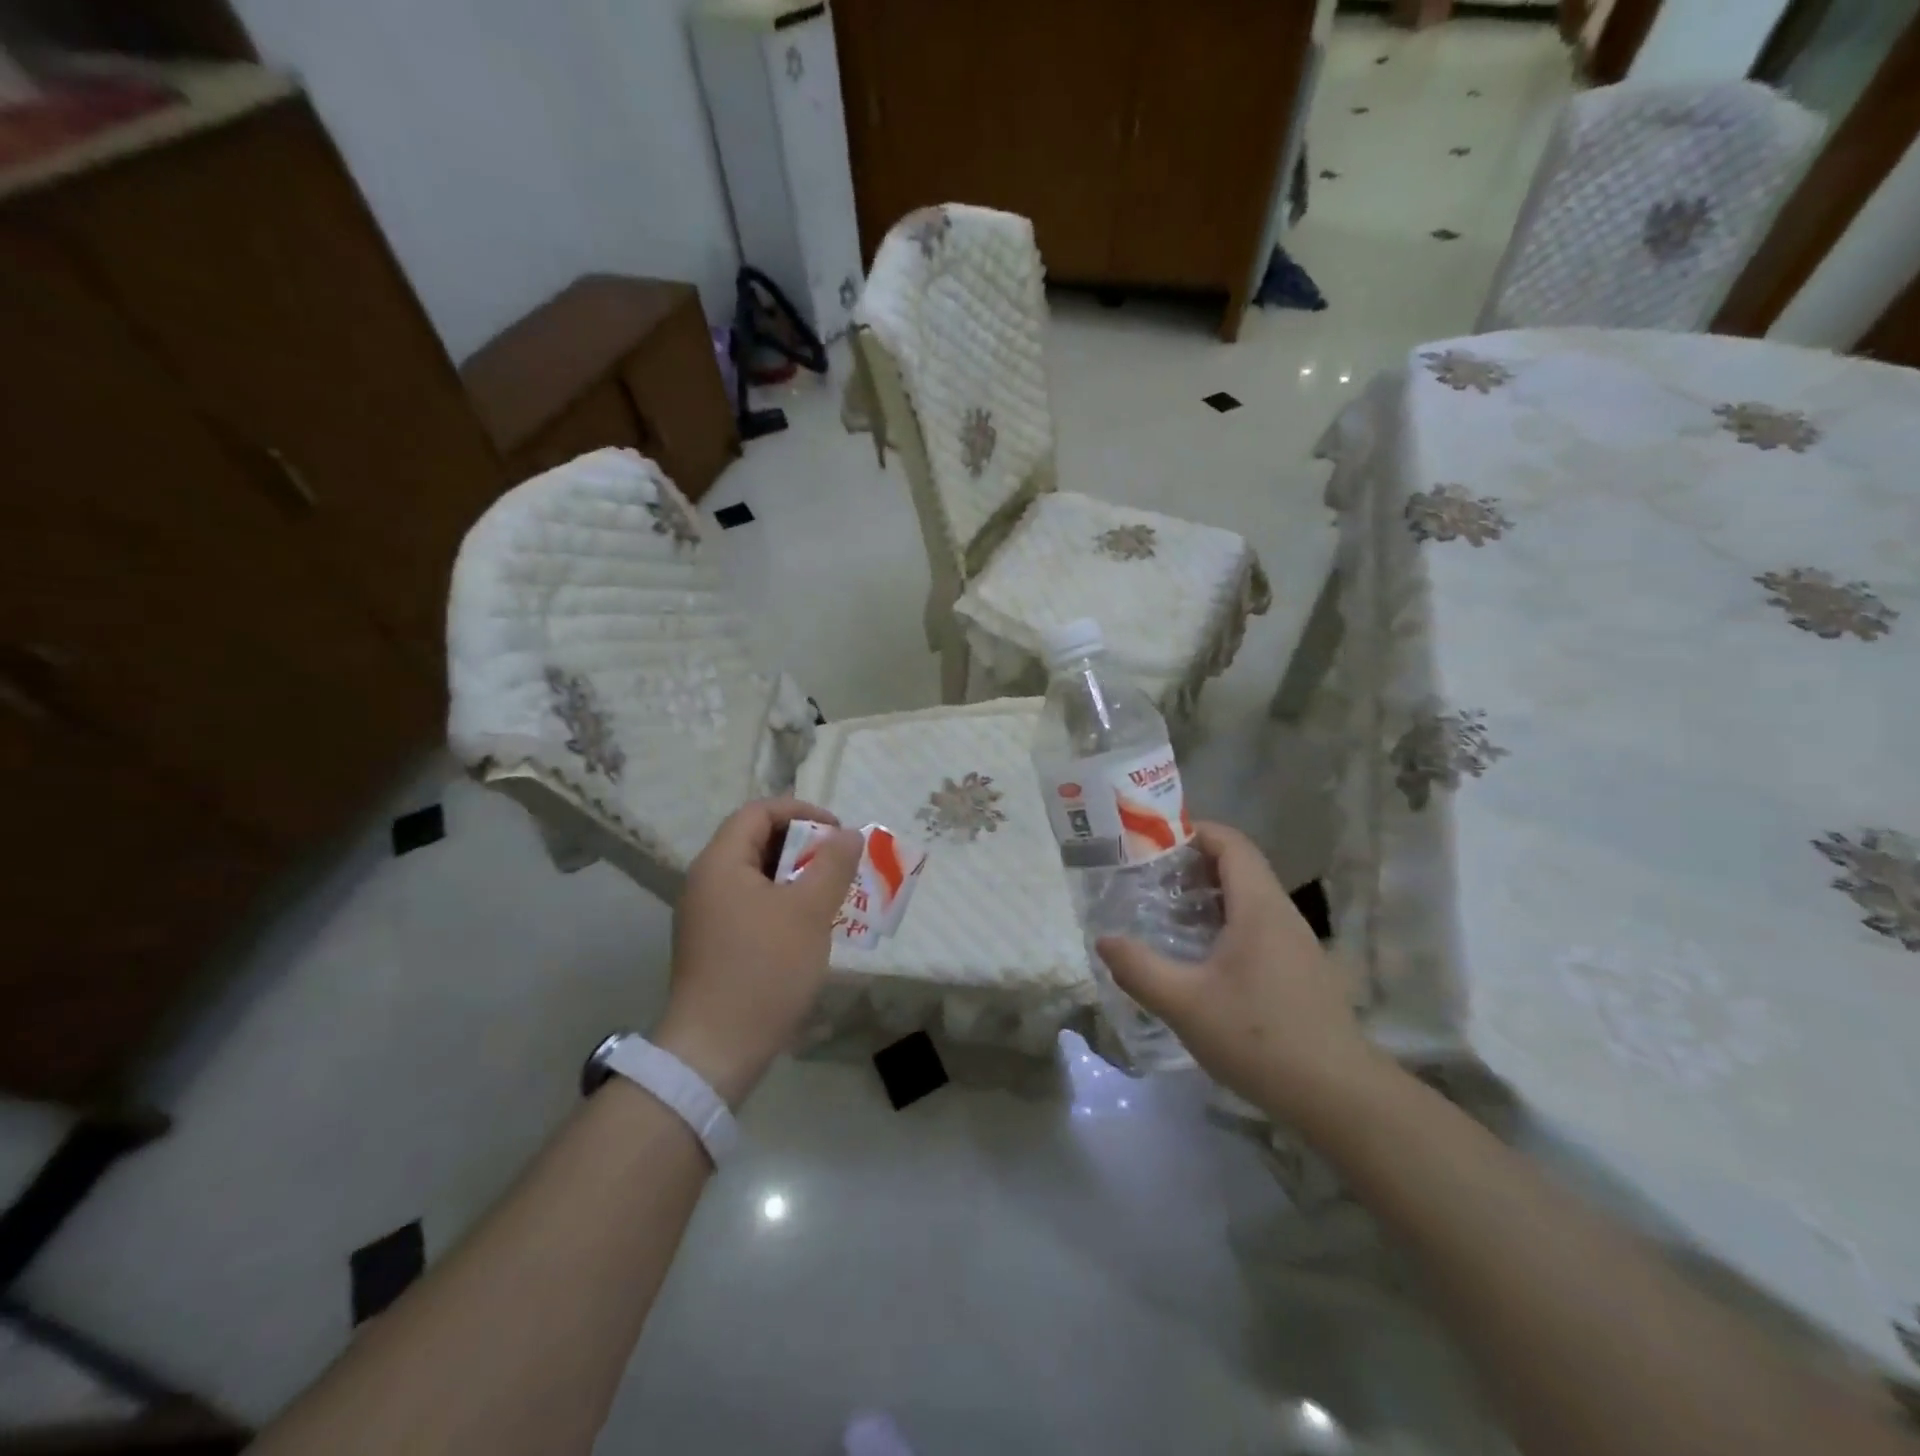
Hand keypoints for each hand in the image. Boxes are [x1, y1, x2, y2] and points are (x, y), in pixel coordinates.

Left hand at [655, 798, 862, 1105]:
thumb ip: (832, 864)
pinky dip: (782, 903)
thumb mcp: (809, 911)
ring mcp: (706, 916)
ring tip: (831, 893)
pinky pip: (751, 905)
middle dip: (803, 845)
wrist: (716, 1050)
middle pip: (755, 841)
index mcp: (720, 863)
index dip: (801, 812)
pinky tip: (809, 927)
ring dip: (796, 876)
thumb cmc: (765, 969)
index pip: (758, 812)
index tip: (838, 832)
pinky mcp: (713, 945)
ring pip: (756, 876)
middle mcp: (706, 882)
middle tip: (839, 863)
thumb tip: (848, 834)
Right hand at [1096, 822, 1378, 1126]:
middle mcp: (1282, 915)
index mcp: (1259, 907)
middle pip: (1240, 867)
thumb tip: (1104, 940)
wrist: (1339, 1097)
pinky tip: (1202, 957)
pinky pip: (1260, 926)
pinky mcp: (1302, 971)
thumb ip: (1139, 969)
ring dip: (1210, 896)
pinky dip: (1227, 923)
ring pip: (1251, 899)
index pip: (1231, 844)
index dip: (1195, 832)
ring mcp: (1298, 944)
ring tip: (1167, 914)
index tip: (1153, 842)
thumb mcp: (1185, 1004)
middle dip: (1193, 864)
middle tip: (1148, 879)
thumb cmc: (1259, 1039)